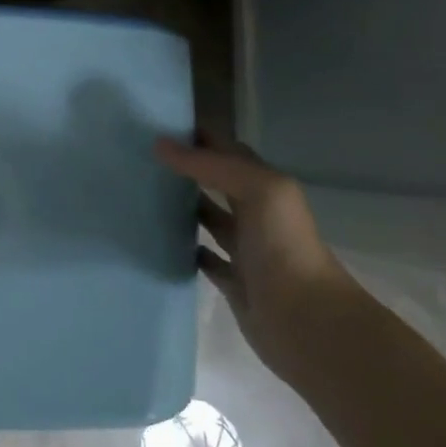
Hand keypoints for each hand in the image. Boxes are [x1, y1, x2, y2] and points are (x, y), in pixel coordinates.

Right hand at [156, 135, 362, 382]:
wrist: (308, 323)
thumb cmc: (285, 247)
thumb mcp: (258, 190)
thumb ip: (211, 165)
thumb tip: (160, 144)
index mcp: (265, 187)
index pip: (227, 150)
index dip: (197, 135)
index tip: (154, 123)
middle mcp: (256, 214)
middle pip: (216, 182)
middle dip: (185, 167)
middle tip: (138, 156)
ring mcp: (244, 249)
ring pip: (208, 218)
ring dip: (182, 206)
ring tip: (141, 192)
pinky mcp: (233, 282)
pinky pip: (204, 258)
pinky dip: (185, 248)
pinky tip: (158, 240)